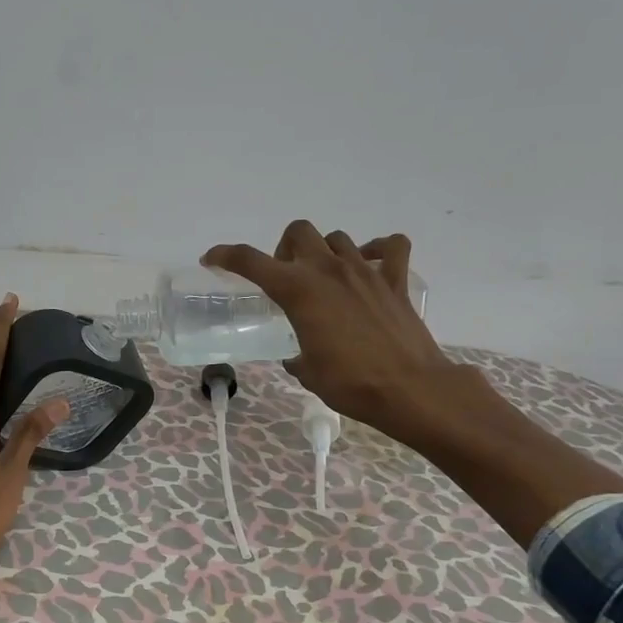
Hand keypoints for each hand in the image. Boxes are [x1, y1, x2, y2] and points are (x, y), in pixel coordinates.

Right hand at [203, 221, 468, 444]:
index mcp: (299, 291)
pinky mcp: (396, 281)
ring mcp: (366, 271)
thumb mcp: (308, 372)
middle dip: (285, 249)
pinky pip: (390, 247)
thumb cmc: (350, 384)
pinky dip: (379, 250)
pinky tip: (371, 266)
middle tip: (286, 277)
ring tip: (325, 278)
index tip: (213, 259)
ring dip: (324, 251)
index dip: (227, 256)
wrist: (409, 389)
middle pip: (299, 232)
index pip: (252, 262)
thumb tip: (297, 357)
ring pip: (337, 237)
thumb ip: (297, 356)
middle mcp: (329, 270)